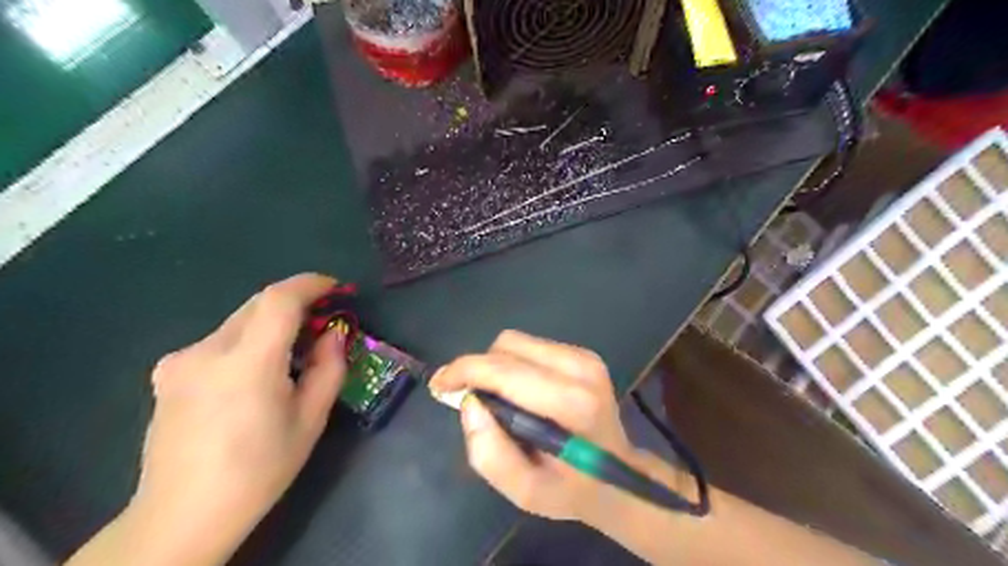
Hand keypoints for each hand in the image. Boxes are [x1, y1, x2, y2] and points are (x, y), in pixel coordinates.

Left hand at [128, 271, 349, 561]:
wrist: (183, 515)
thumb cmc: (259, 470)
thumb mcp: (310, 420)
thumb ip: (329, 368)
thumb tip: (334, 334)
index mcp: (247, 364)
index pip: (279, 300)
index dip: (310, 284)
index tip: (335, 288)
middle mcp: (206, 351)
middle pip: (258, 305)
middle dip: (295, 304)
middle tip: (321, 324)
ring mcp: (180, 361)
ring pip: (239, 321)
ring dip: (271, 325)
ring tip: (292, 355)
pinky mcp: (167, 372)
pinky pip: (219, 340)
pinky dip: (247, 341)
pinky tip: (254, 375)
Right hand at [427, 333, 632, 520]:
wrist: (618, 477)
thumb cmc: (570, 489)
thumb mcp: (525, 491)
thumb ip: (489, 453)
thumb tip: (469, 403)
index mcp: (571, 403)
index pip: (504, 370)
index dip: (464, 371)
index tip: (440, 384)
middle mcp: (580, 369)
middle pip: (507, 347)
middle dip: (479, 369)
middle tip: (470, 399)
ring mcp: (585, 357)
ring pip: (517, 341)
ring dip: (496, 366)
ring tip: (497, 399)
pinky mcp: (583, 354)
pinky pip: (531, 346)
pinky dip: (514, 364)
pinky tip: (520, 392)